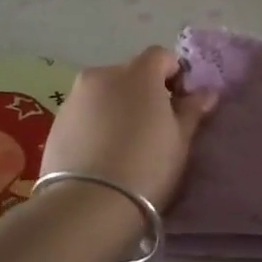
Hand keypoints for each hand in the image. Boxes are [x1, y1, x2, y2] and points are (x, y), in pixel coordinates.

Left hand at [41, 47, 217, 210]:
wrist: (87, 205)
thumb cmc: (146, 167)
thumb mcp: (180, 141)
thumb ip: (192, 110)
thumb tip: (206, 92)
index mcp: (138, 73)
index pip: (162, 56)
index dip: (174, 76)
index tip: (179, 105)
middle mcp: (102, 74)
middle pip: (131, 73)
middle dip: (144, 92)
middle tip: (153, 128)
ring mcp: (75, 97)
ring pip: (105, 93)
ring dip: (118, 107)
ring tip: (124, 144)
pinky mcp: (56, 122)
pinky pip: (85, 113)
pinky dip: (96, 123)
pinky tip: (101, 154)